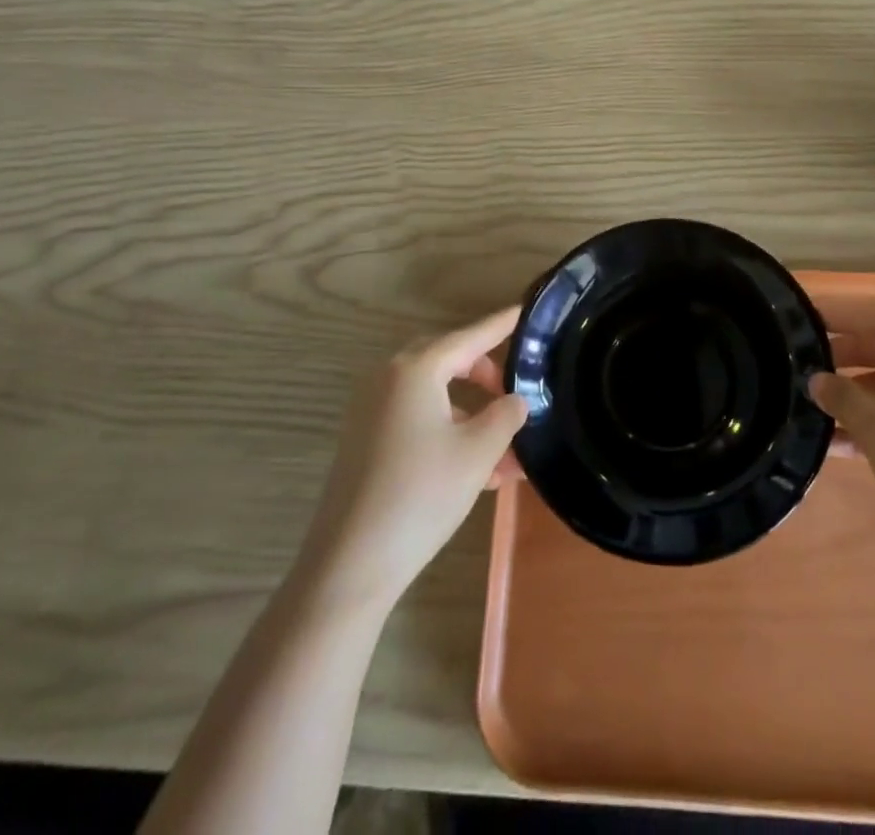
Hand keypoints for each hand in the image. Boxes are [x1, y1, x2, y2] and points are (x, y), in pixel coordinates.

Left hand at [293, 308, 526, 611]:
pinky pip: (417, 419)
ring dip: (471, 415)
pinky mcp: (366, 440)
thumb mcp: (478, 452)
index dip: (501, 324)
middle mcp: (389, 379)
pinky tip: (478, 471)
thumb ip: (505, 415)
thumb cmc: (420, 495)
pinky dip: (448, 432)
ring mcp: (372, 410)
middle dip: (485, 374)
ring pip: (435, 396)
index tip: (524, 310)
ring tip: (508, 454)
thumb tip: (515, 400)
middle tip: (514, 390)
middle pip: (448, 360)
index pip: (470, 336)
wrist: (349, 564)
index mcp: (416, 369)